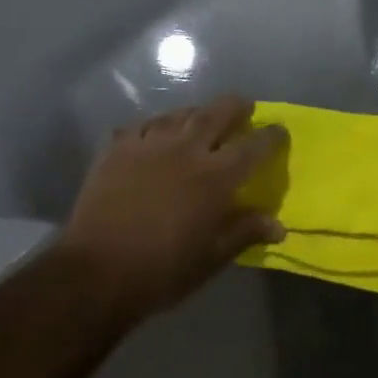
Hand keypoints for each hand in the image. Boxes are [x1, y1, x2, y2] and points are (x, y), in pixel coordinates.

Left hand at [57, 97, 287, 322]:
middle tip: (244, 108)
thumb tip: (279, 225)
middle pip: (217, 113)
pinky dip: (156, 125)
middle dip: (236, 107)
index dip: (271, 136)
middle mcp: (186, 149)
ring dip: (197, 113)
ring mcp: (150, 144)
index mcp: (215, 176)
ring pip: (180, 114)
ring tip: (201, 117)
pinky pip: (143, 125)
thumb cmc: (162, 270)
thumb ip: (245, 232)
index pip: (253, 146)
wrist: (96, 271)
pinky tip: (156, 132)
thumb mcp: (211, 258)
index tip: (280, 131)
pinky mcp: (119, 147)